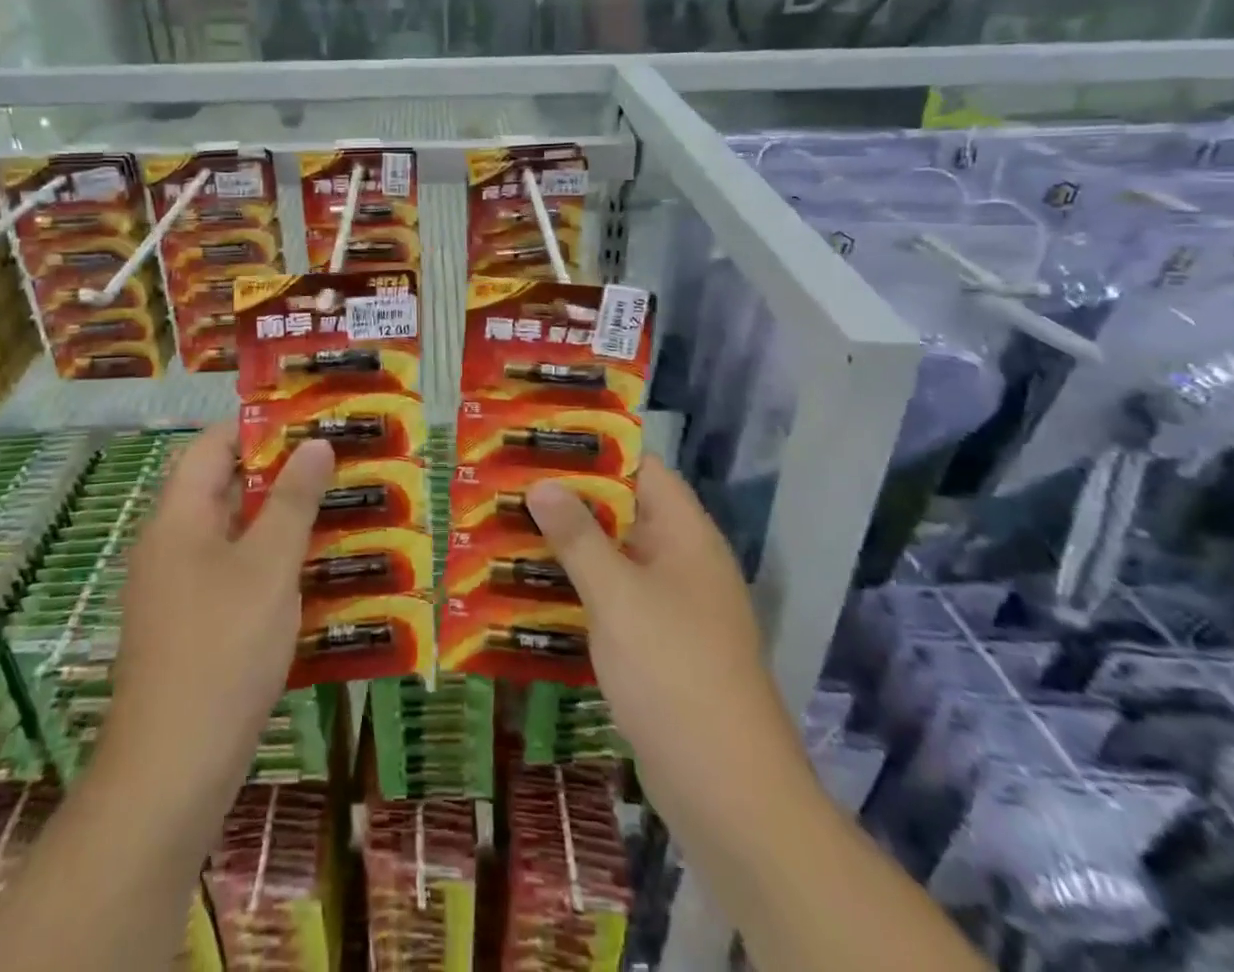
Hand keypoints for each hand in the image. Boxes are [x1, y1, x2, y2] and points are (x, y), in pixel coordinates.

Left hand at [109, 423, 335, 794]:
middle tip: (336, 462)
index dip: (258, 426)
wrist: (173, 770)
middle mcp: (170, 544)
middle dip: (279, 472)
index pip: (212, 446)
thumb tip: (315, 443)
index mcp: (178, 518)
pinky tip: (315, 571)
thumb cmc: (223, 649)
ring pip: (233, 533)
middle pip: (223, 487)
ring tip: (338, 507)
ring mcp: (178, 588)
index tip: (310, 420)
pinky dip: (271, 561)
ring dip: (280, 519)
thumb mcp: (269, 566)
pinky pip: (233, 573)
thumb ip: (294, 501)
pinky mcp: (191, 626)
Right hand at [526, 459, 810, 817]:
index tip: (541, 441)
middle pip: (624, 512)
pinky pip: (612, 601)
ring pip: (614, 559)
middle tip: (509, 484)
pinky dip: (576, 590)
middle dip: (569, 499)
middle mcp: (682, 562)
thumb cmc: (674, 672)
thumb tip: (543, 483)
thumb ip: (578, 537)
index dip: (596, 449)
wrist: (728, 793)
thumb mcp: (618, 596)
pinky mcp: (657, 648)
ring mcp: (671, 608)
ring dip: (567, 547)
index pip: (643, 469)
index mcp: (686, 535)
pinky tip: (529, 591)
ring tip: (505, 529)